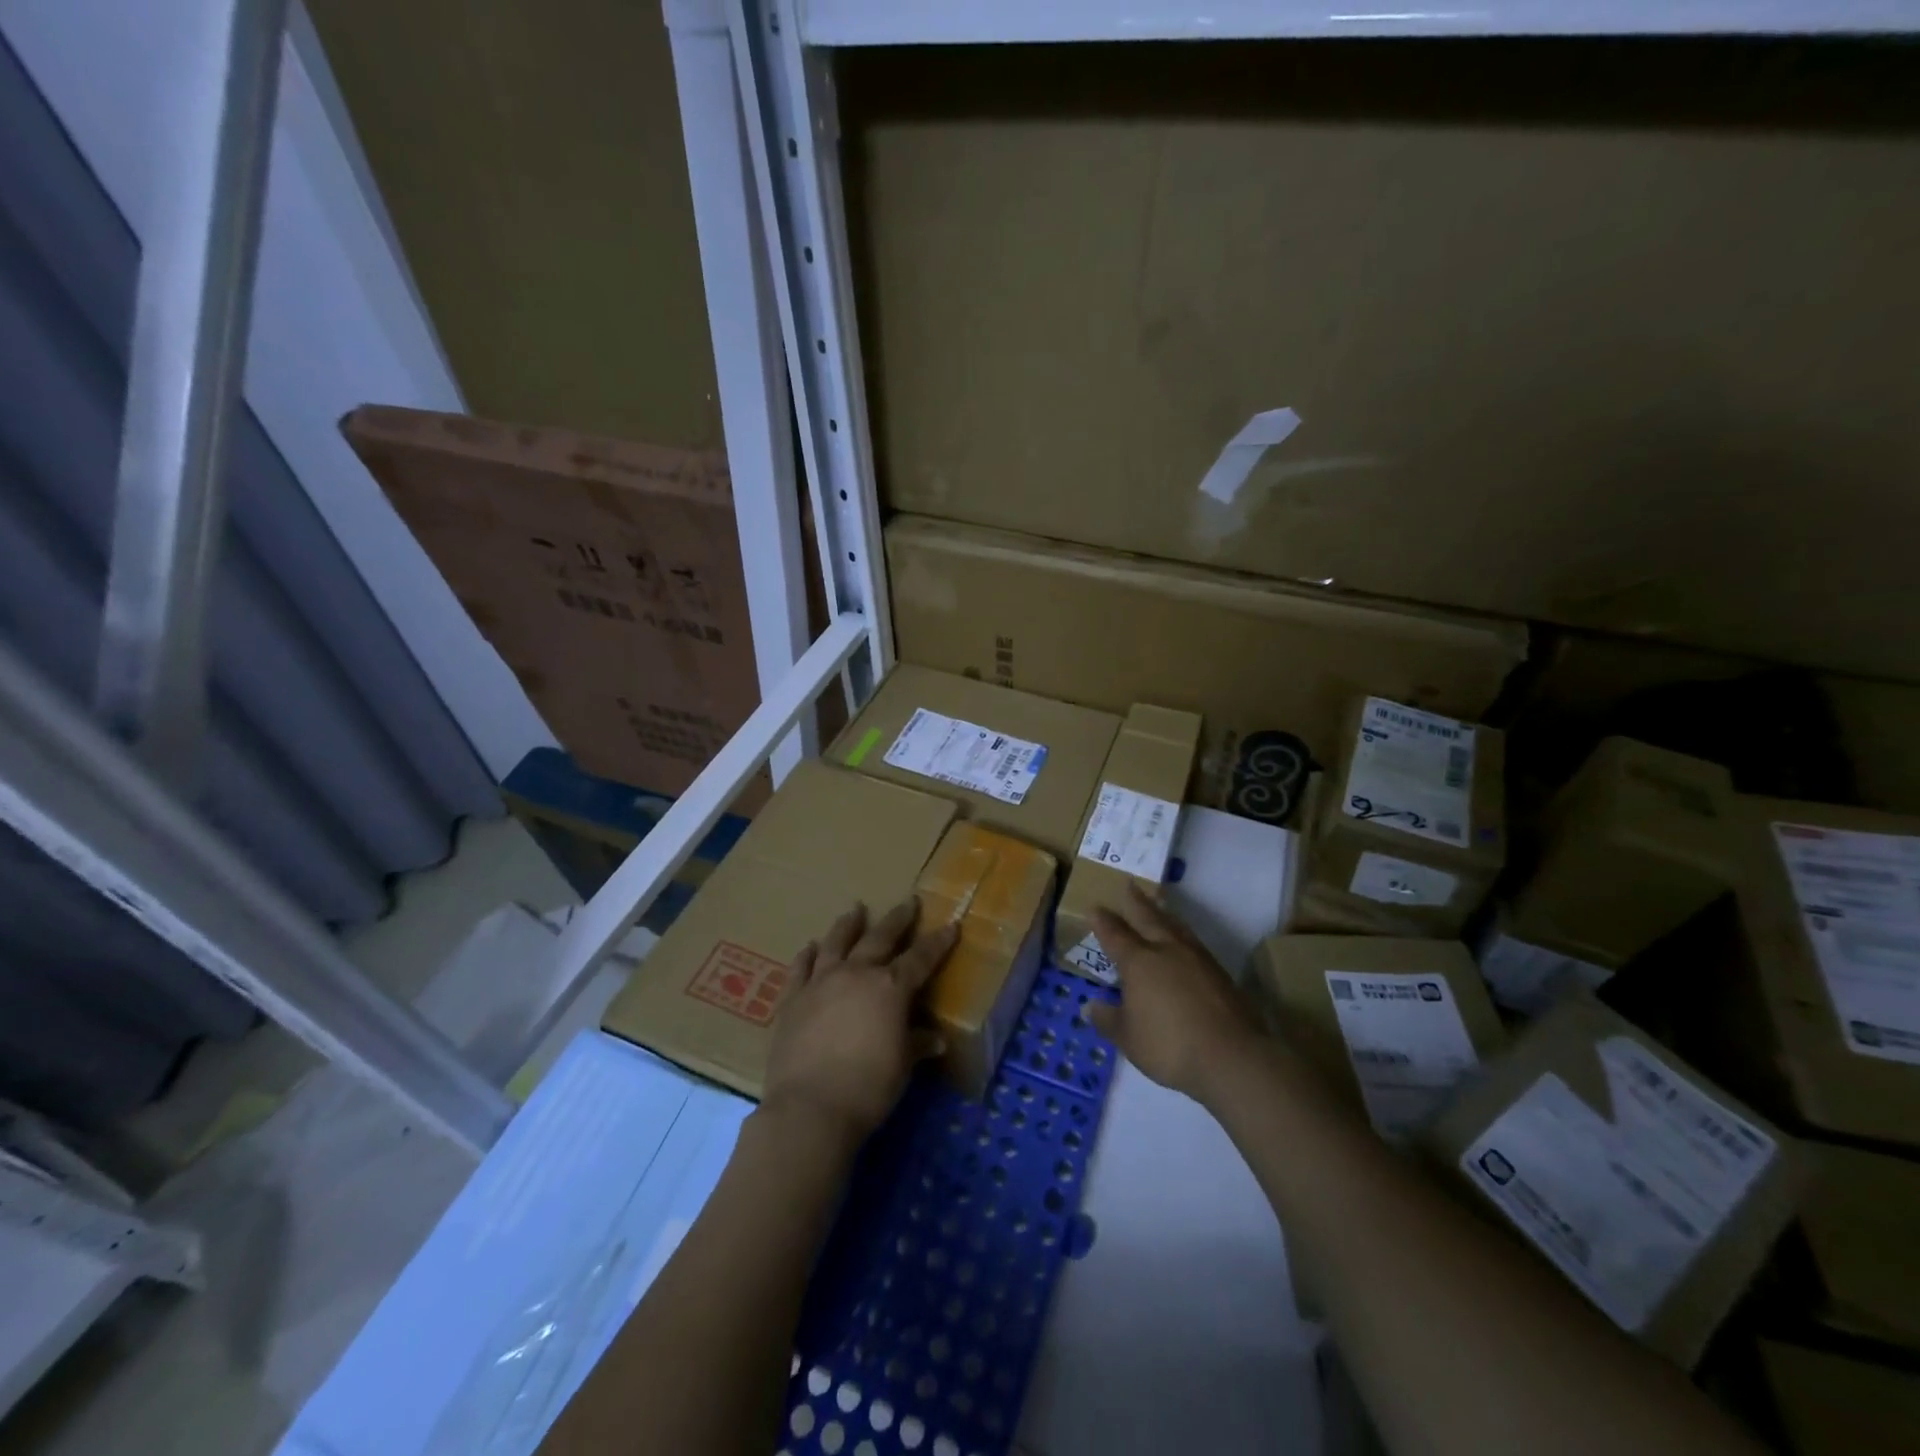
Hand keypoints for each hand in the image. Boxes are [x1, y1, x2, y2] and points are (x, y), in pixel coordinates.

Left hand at [761, 898, 957, 1146]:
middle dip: (898, 919)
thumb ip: (916, 1044)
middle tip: (909, 902)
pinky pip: (800, 968)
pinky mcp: (792, 999)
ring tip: (855, 909)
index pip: (921, 958)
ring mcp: (820, 983)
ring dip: (848, 924)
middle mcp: (856, 974)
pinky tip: (810, 946)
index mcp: (890, 988)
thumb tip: (935, 1038)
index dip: (938, 942)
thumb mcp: (902, 1066)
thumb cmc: (868, 1088)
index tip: (951, 925)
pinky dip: (807, 955)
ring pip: (836, 943)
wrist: (810, 1109)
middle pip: (880, 938)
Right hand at [1085, 882, 1262, 1103]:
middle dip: (1136, 901)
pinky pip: (1194, 941)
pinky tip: (1184, 939)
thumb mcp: (1128, 1039)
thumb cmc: (1169, 1045)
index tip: (1095, 907)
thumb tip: (1089, 1007)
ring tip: (1158, 901)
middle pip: (1148, 918)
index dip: (1104, 922)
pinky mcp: (1219, 973)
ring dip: (1163, 911)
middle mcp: (1166, 951)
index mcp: (1138, 962)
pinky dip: (1183, 932)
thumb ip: (1108, 1020)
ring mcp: (1196, 959)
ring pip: (1175, 925)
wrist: (1231, 1056)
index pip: (1116, 935)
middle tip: (1130, 884)